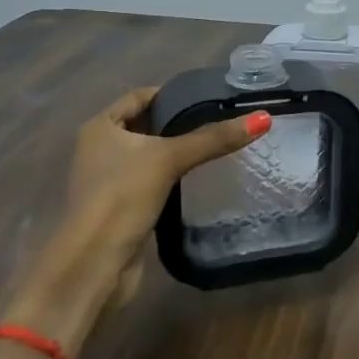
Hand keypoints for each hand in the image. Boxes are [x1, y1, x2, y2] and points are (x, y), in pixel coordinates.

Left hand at [9, 87, 268, 342]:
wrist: (95, 264)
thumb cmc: (122, 197)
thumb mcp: (170, 159)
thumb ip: (214, 139)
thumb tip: (263, 118)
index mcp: (100, 127)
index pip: (140, 96)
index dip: (173, 94)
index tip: (209, 98)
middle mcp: (99, 148)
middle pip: (146, 125)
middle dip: (178, 123)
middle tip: (220, 121)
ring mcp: (108, 179)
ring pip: (149, 155)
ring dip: (175, 152)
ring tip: (216, 147)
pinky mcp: (121, 206)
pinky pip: (151, 180)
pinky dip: (171, 177)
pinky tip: (198, 179)